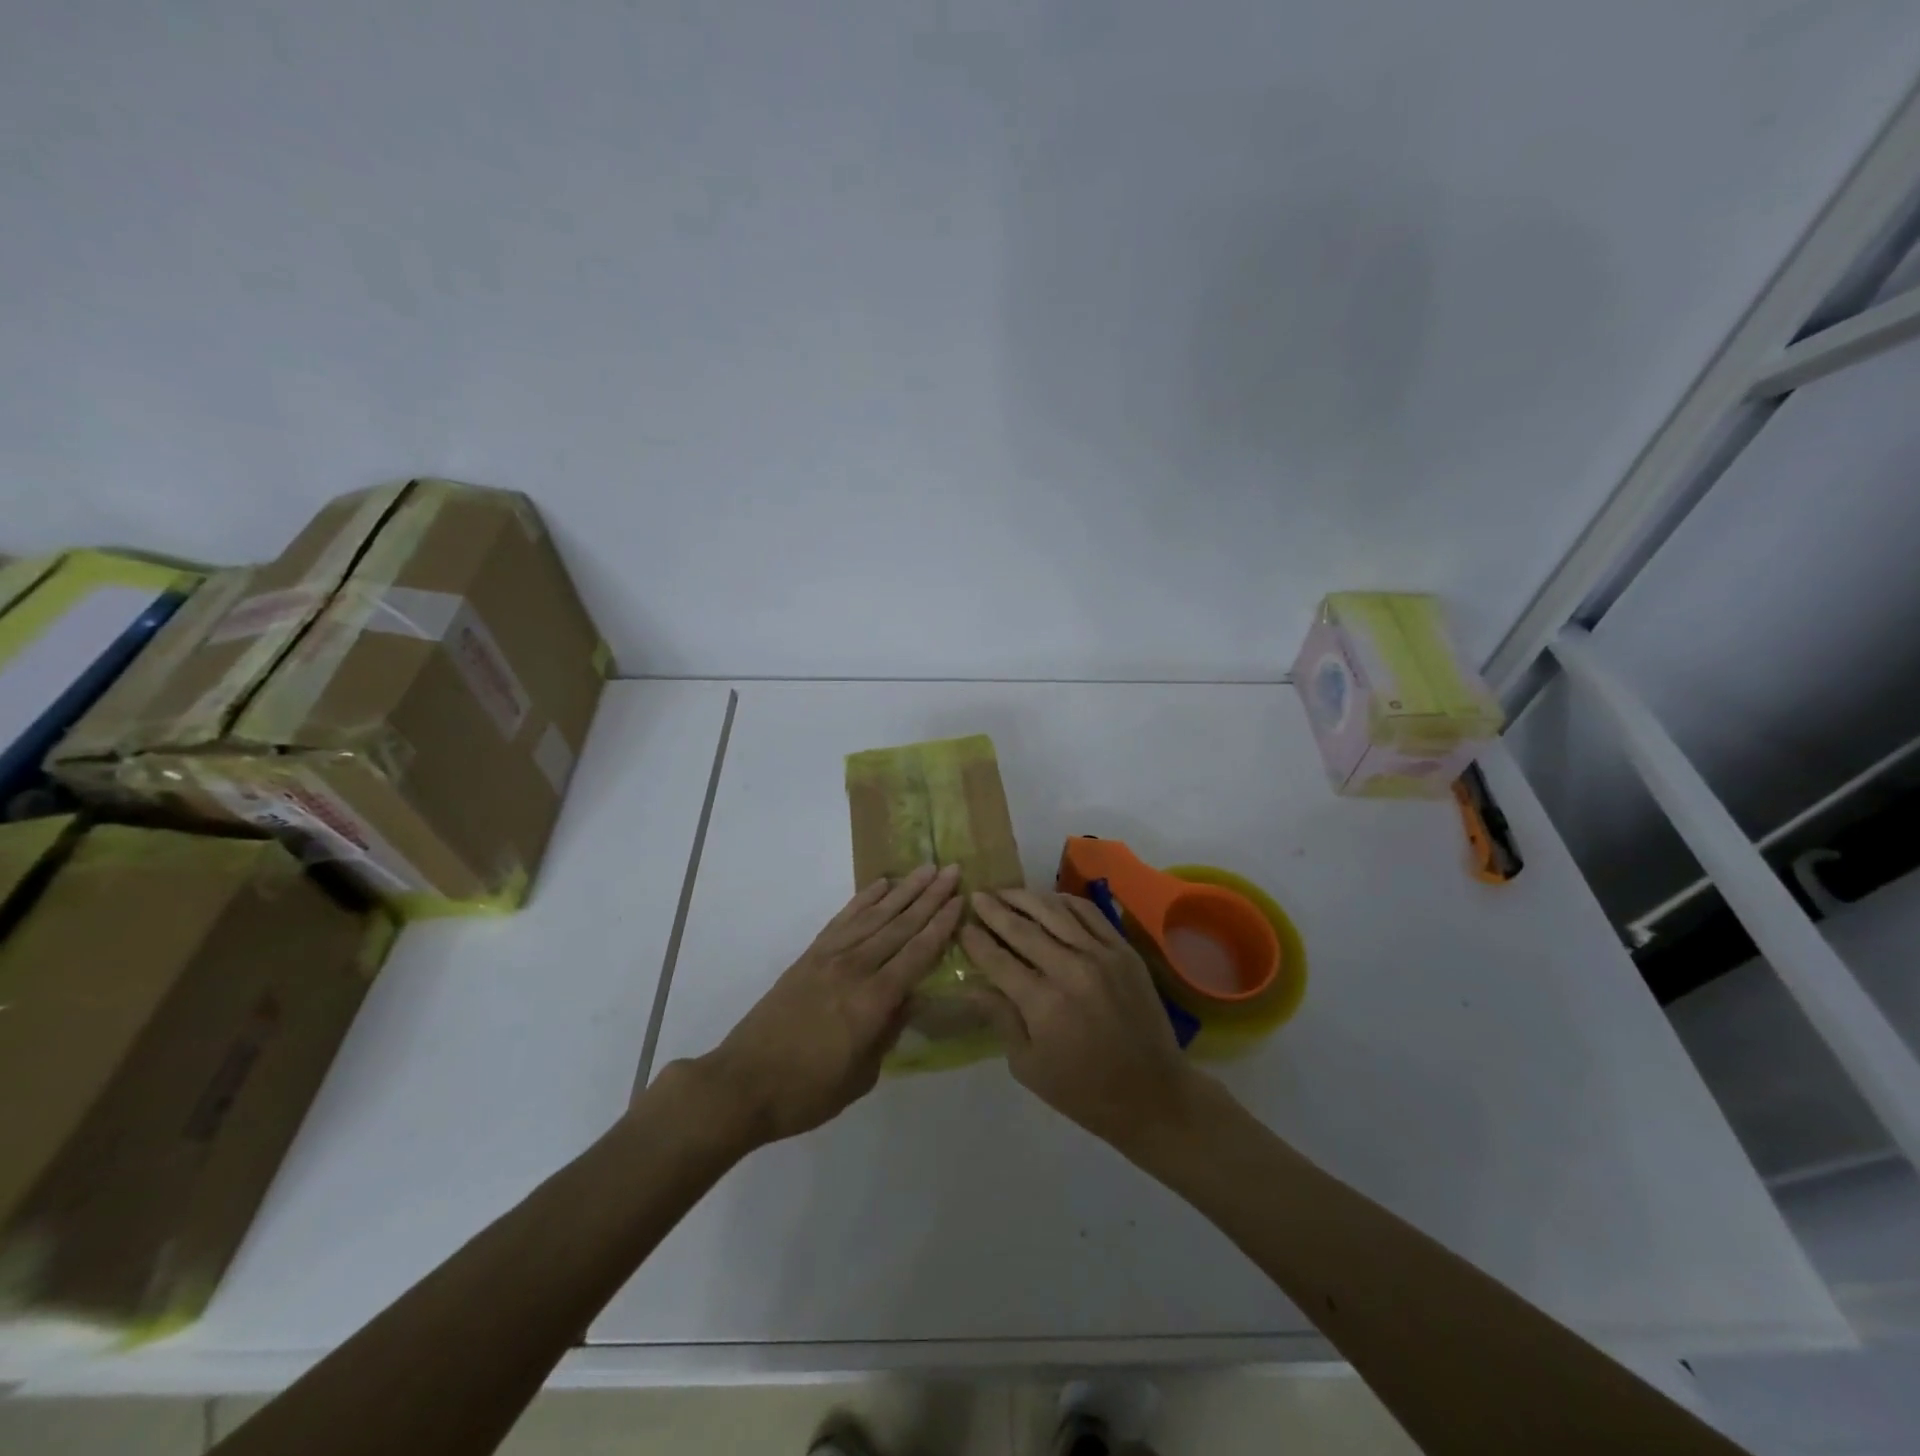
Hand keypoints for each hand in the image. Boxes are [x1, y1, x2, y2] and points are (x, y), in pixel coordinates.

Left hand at [687, 864, 963, 1148]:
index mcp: (873, 1001)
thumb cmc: (807, 1092)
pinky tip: (881, 885)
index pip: (917, 954)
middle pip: (900, 925)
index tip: (961, 900)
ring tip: (926, 869)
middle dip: (930, 897)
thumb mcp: (861, 1075)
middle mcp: (855, 969)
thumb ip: (888, 1032)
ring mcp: (829, 957)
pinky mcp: (809, 956)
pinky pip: (844, 919)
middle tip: (953, 870)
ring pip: (875, 915)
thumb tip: (908, 999)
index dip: (941, 926)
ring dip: (903, 890)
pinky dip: (864, 900)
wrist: (742, 1084)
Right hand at [960, 889, 1202, 1150]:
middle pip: (1022, 928)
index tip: (960, 926)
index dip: (975, 940)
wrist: (1152, 1093)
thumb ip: (1001, 1018)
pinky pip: (1089, 913)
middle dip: (994, 910)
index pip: (998, 959)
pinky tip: (1048, 900)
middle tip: (976, 896)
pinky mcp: (1124, 950)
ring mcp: (1101, 955)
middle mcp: (1071, 969)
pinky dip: (1064, 901)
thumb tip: (972, 985)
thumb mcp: (1028, 1066)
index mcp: (1043, 1003)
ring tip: (1005, 892)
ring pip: (1055, 911)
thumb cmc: (1082, 1090)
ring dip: (1025, 898)